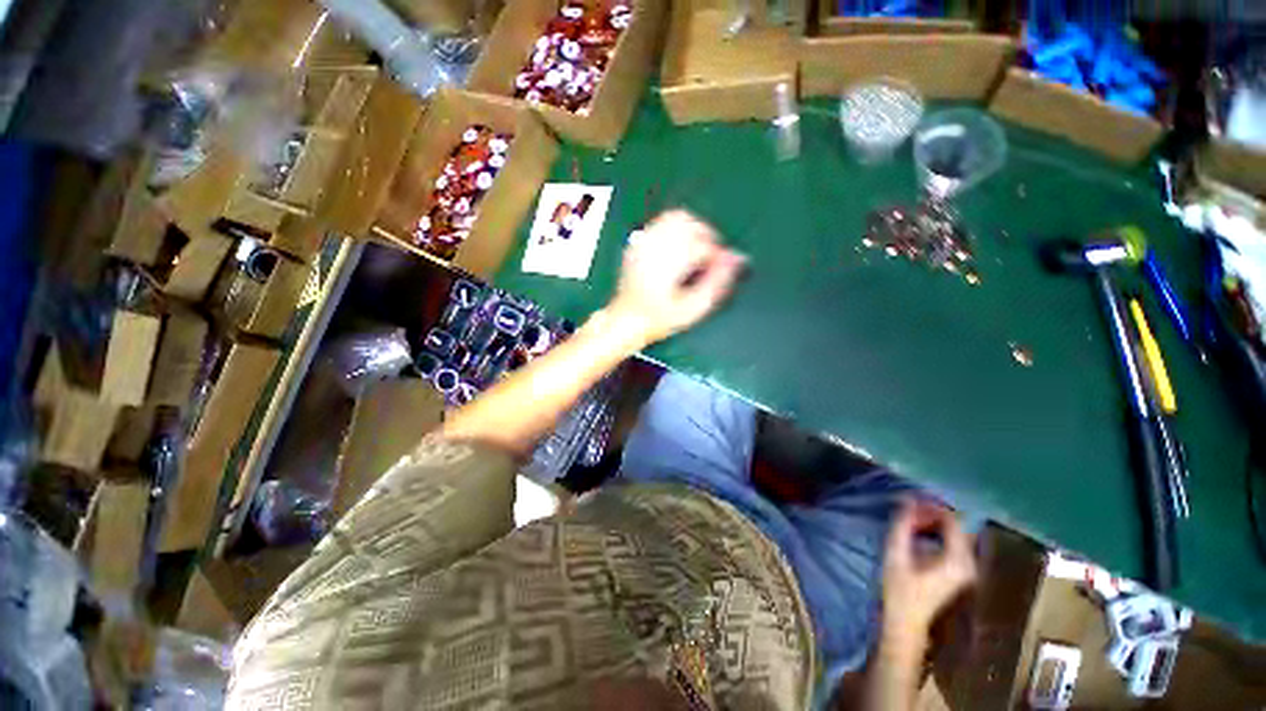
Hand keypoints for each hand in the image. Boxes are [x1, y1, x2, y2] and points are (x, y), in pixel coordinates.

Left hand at [604, 210, 745, 345]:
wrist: (627, 319)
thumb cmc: (660, 318)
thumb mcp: (693, 308)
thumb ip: (718, 282)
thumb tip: (736, 258)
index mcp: (669, 264)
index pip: (704, 245)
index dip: (717, 255)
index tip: (718, 267)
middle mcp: (655, 247)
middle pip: (691, 224)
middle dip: (707, 237)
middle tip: (709, 257)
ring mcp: (644, 242)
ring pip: (676, 217)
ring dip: (693, 229)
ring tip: (695, 250)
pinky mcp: (638, 242)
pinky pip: (661, 221)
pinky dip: (676, 227)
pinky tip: (678, 247)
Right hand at [880, 499, 977, 650]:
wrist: (907, 622)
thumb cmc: (900, 589)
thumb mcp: (896, 553)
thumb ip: (902, 525)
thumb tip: (908, 500)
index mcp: (957, 560)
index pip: (953, 521)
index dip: (932, 507)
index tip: (911, 501)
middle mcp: (969, 563)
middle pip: (957, 526)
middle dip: (933, 514)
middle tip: (909, 510)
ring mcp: (967, 569)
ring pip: (956, 534)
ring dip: (935, 523)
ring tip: (911, 520)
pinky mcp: (961, 572)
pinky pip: (955, 543)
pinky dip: (939, 533)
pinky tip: (920, 534)